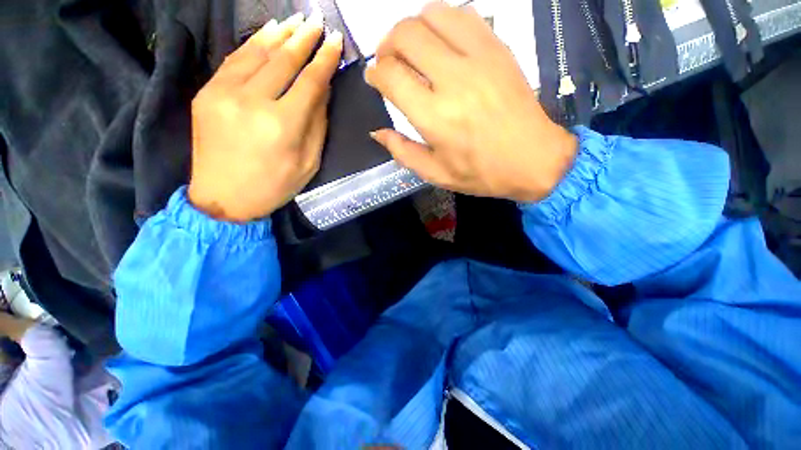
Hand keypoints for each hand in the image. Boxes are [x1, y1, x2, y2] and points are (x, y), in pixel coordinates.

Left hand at [188, 12, 343, 221]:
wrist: (223, 198)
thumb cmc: (275, 186)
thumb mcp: (309, 162)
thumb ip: (317, 124)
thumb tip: (322, 89)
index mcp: (283, 126)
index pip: (310, 82)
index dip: (325, 60)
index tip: (336, 42)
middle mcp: (253, 102)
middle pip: (284, 61)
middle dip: (305, 40)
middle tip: (319, 22)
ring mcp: (224, 94)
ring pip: (258, 53)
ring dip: (280, 34)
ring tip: (297, 21)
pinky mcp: (207, 93)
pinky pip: (235, 60)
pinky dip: (254, 44)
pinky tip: (268, 33)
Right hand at [365, 3, 576, 202]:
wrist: (533, 159)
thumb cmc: (480, 173)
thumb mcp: (435, 174)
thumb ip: (402, 152)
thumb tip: (377, 132)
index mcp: (434, 117)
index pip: (391, 75)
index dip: (375, 73)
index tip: (374, 78)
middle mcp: (453, 80)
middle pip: (406, 35)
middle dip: (386, 43)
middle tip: (388, 60)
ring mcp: (479, 58)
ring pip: (433, 14)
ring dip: (413, 27)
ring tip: (412, 48)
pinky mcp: (498, 49)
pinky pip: (464, 15)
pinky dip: (443, 21)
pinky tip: (441, 42)